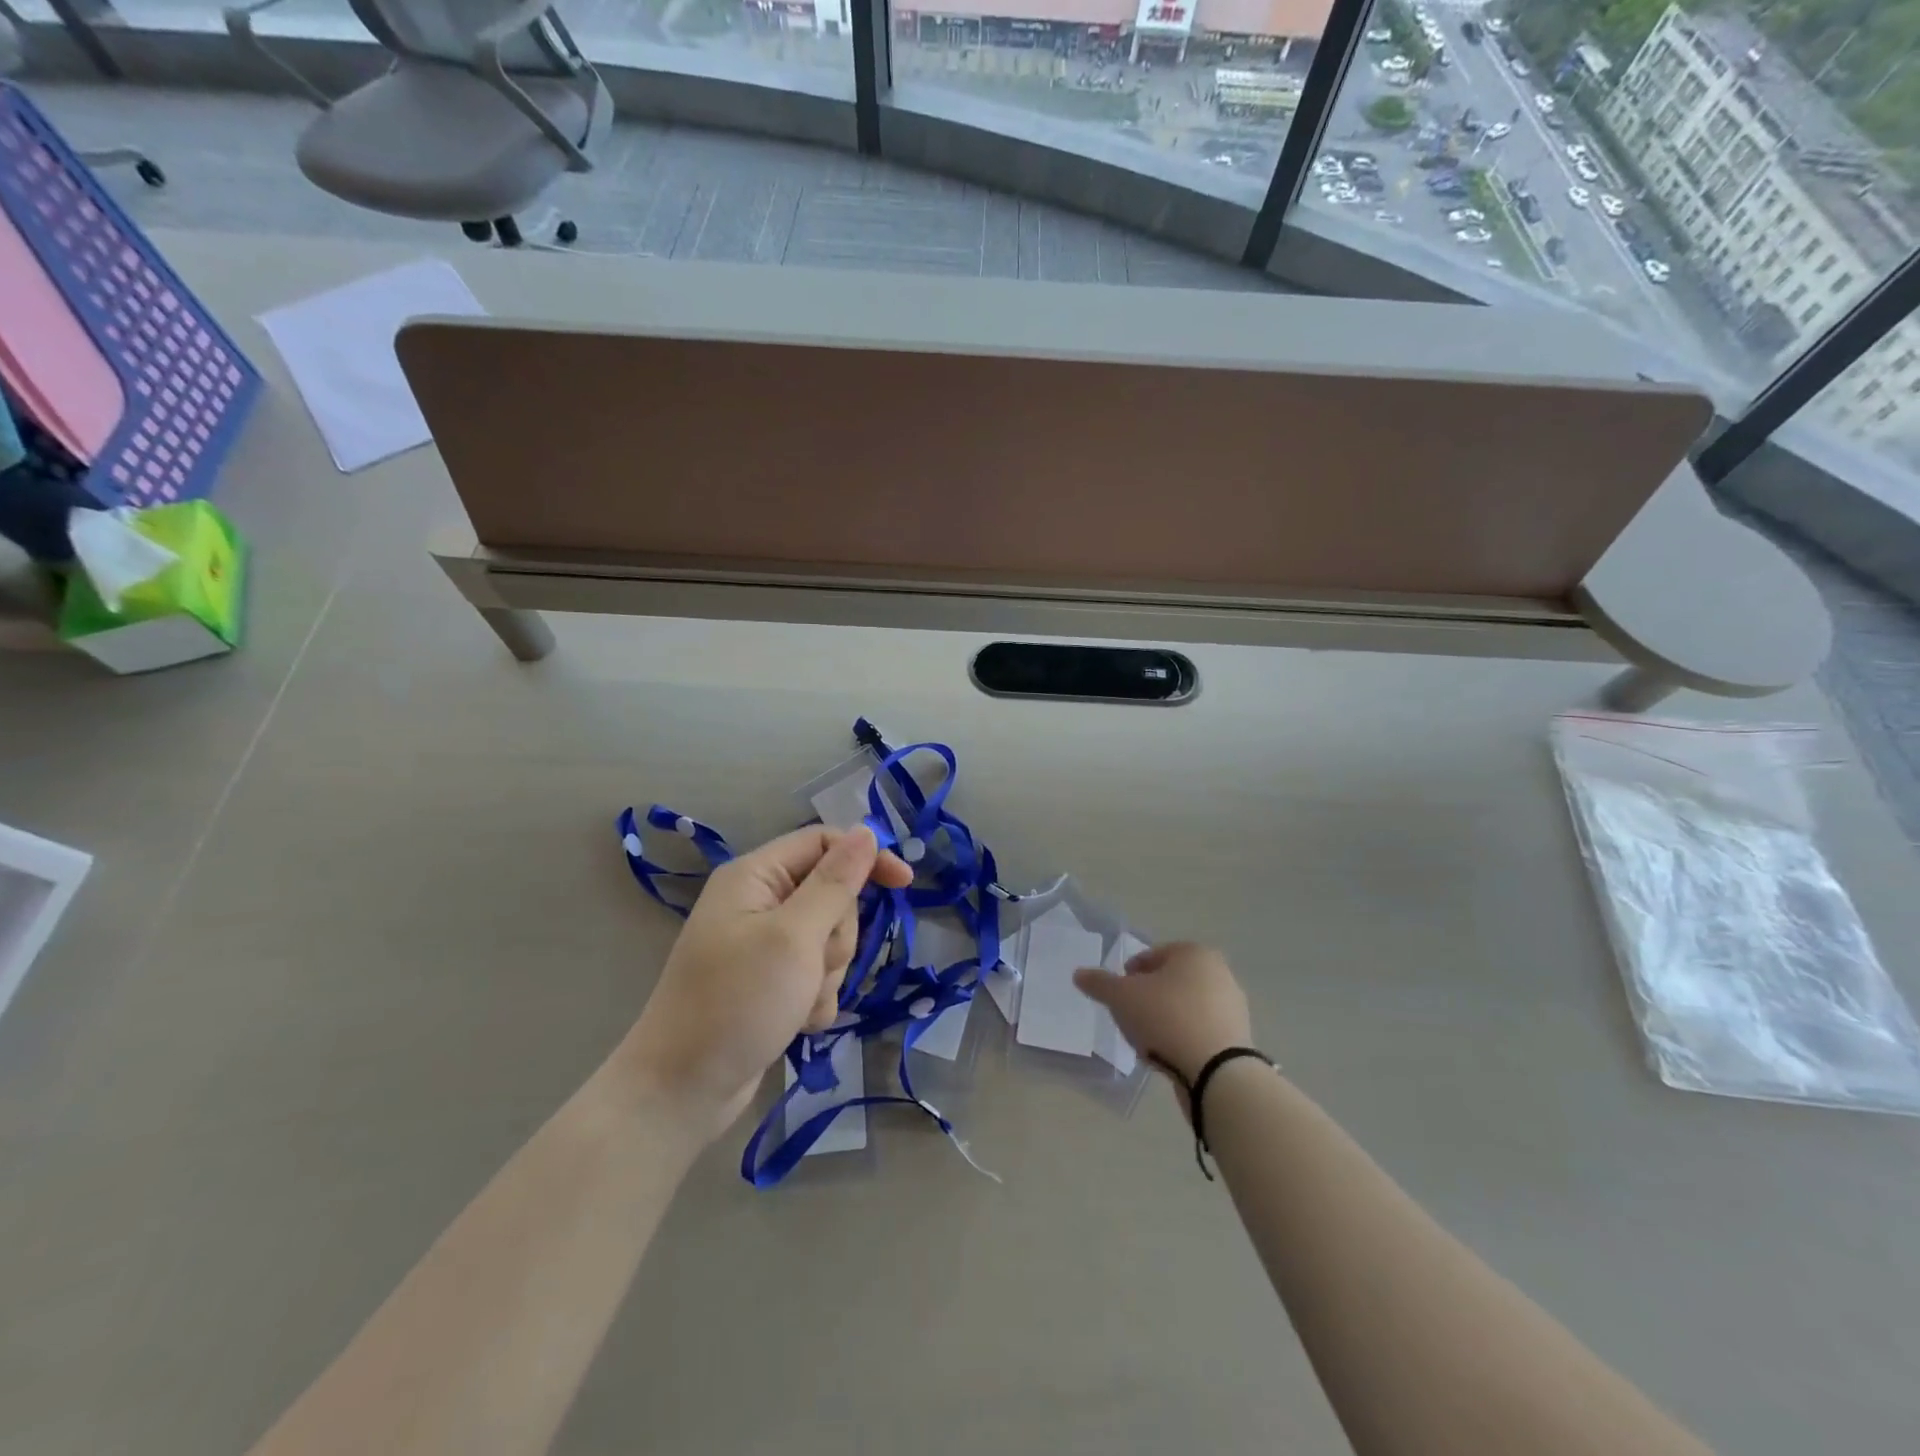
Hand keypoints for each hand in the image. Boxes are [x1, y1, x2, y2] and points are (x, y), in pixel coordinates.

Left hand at [620, 825, 911, 1142]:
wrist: (681, 1092)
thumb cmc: (736, 1003)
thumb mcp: (793, 938)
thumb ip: (834, 883)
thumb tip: (866, 831)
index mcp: (755, 876)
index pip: (824, 843)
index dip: (865, 858)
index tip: (904, 884)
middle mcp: (759, 902)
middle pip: (832, 896)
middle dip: (837, 936)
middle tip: (813, 965)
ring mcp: (765, 945)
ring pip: (830, 940)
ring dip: (827, 974)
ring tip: (798, 1002)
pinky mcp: (772, 982)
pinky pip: (817, 976)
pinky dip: (816, 999)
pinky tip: (796, 1024)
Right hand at [1073, 942, 1252, 1096]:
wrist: (1217, 1072)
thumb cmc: (1167, 1018)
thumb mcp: (1121, 997)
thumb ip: (1099, 983)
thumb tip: (1079, 974)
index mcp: (1194, 953)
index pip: (1152, 956)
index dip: (1129, 974)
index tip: (1118, 996)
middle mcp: (1219, 973)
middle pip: (1170, 982)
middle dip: (1148, 998)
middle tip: (1130, 1018)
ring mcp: (1232, 1007)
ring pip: (1185, 1008)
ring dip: (1165, 1020)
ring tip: (1147, 1042)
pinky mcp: (1238, 1039)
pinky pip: (1200, 1032)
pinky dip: (1183, 1039)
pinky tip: (1169, 1056)